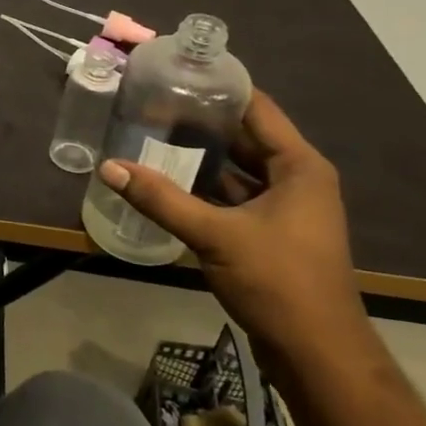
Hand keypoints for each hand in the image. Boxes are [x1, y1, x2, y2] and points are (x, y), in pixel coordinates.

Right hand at [96, 90, 373, 377]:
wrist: (317, 353)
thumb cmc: (279, 282)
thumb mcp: (215, 235)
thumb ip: (160, 199)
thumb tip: (109, 167)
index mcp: (300, 167)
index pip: (257, 108)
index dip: (219, 87)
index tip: (176, 71)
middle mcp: (296, 179)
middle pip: (244, 136)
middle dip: (200, 120)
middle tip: (150, 101)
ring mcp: (284, 207)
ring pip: (235, 167)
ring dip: (198, 154)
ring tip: (149, 132)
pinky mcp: (270, 231)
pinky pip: (232, 195)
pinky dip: (203, 185)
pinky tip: (165, 179)